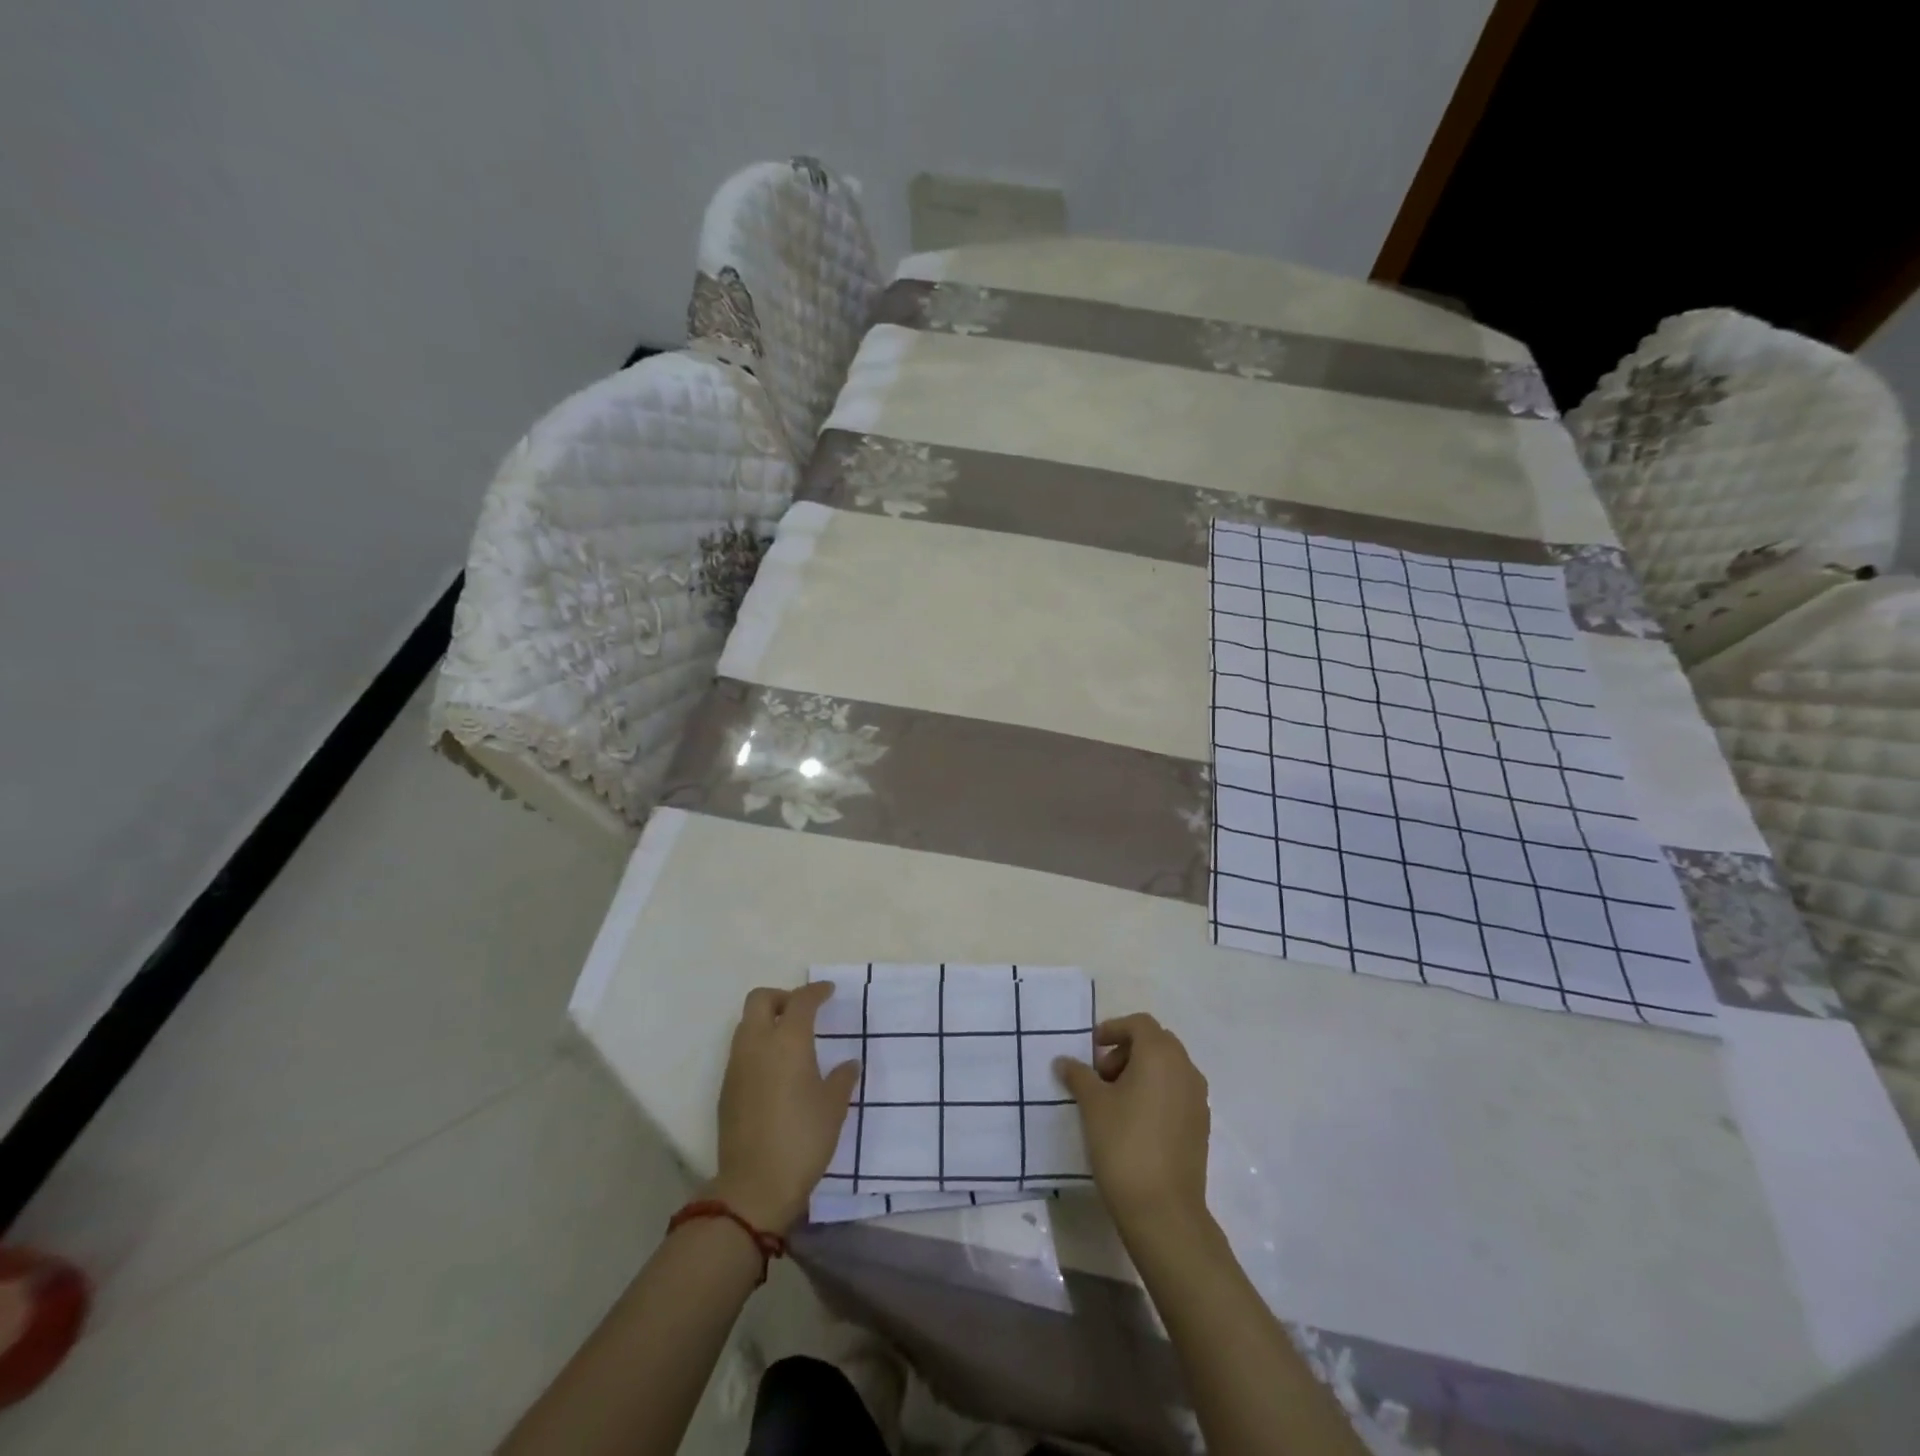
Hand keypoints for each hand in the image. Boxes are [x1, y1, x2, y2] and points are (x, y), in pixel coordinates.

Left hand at [709, 982, 859, 1233]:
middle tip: (802, 1012)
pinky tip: (775, 1070)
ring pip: (746, 1024)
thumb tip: (848, 1064)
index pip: (801, 1000)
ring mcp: (736, 1066)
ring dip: (766, 1021)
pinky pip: (741, 1051)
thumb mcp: (833, 1107)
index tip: (828, 992)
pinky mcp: (726, 1088)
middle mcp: (757, 1044)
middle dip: (782, 998)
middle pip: (760, 999)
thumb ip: (841, 1078)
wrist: (754, 1186)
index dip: (816, 991)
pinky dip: (757, 1046)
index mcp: (788, 1041)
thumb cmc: (802, 1139)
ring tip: (790, 1041)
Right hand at [1056, 1013, 1210, 1235]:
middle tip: (1100, 1075)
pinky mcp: (1200, 1125)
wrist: (1164, 1211)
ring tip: (1114, 1100)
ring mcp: (1198, 1098)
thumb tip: (1064, 1061)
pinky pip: (1177, 1092)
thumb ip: (1078, 1075)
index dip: (1113, 1029)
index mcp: (1161, 1055)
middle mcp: (1185, 1069)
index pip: (1139, 1024)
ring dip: (1141, 1071)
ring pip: (1168, 1068)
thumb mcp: (1092, 1105)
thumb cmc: (1124, 1145)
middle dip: (1126, 1050)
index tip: (1091, 1050)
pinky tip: (1134, 1121)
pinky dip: (1156, 1092)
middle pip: (1156, 1042)